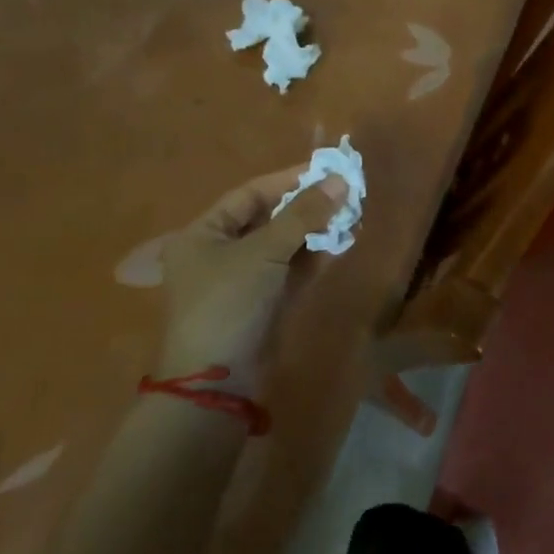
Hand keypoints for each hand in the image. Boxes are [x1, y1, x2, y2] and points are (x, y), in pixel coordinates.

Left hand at [155, 167, 344, 378]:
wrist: (217, 383)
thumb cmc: (229, 303)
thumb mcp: (264, 251)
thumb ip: (304, 214)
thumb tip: (341, 181)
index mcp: (204, 234)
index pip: (250, 194)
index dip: (289, 180)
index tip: (326, 170)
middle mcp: (219, 253)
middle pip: (269, 218)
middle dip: (307, 206)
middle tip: (344, 193)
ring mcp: (242, 280)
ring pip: (284, 245)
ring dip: (315, 231)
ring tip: (350, 216)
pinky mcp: (263, 304)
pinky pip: (291, 270)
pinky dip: (313, 257)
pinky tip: (341, 244)